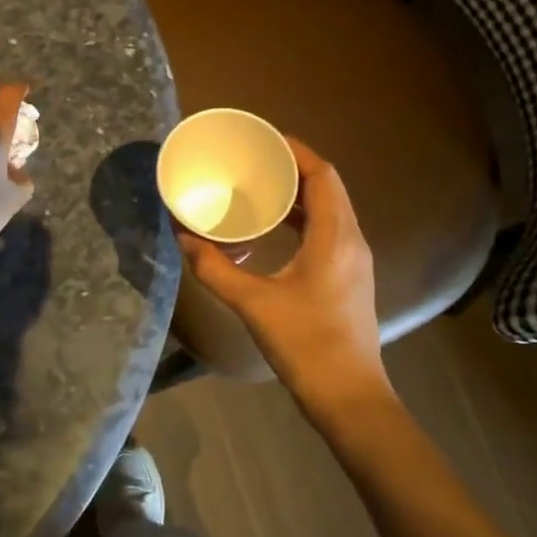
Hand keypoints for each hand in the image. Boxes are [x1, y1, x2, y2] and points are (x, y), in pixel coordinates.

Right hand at [178, 138, 389, 415]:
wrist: (350, 398)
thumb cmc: (306, 345)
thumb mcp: (253, 304)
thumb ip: (215, 268)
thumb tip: (182, 237)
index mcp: (336, 236)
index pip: (322, 174)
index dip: (296, 150)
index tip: (263, 138)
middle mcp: (351, 240)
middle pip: (327, 186)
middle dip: (293, 167)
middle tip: (253, 159)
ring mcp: (354, 260)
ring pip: (330, 209)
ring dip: (299, 193)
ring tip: (259, 184)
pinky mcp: (348, 277)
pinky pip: (328, 230)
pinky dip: (303, 217)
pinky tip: (274, 226)